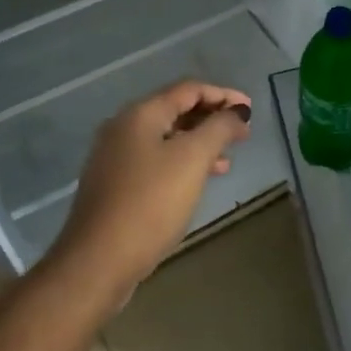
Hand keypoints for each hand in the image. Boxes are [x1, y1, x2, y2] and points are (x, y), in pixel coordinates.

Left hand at [44, 79, 252, 315]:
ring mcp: (116, 158)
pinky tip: (201, 180)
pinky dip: (183, 162)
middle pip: (175, 110)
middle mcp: (124, 128)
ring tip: (229, 157)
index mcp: (140, 114)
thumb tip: (236, 111)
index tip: (251, 110)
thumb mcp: (193, 159)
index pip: (188, 89)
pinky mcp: (116, 185)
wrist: (99, 260)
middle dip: (212, 118)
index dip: (223, 95)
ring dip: (200, 142)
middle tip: (243, 133)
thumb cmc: (151, 203)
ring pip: (167, 138)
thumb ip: (219, 128)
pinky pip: (157, 161)